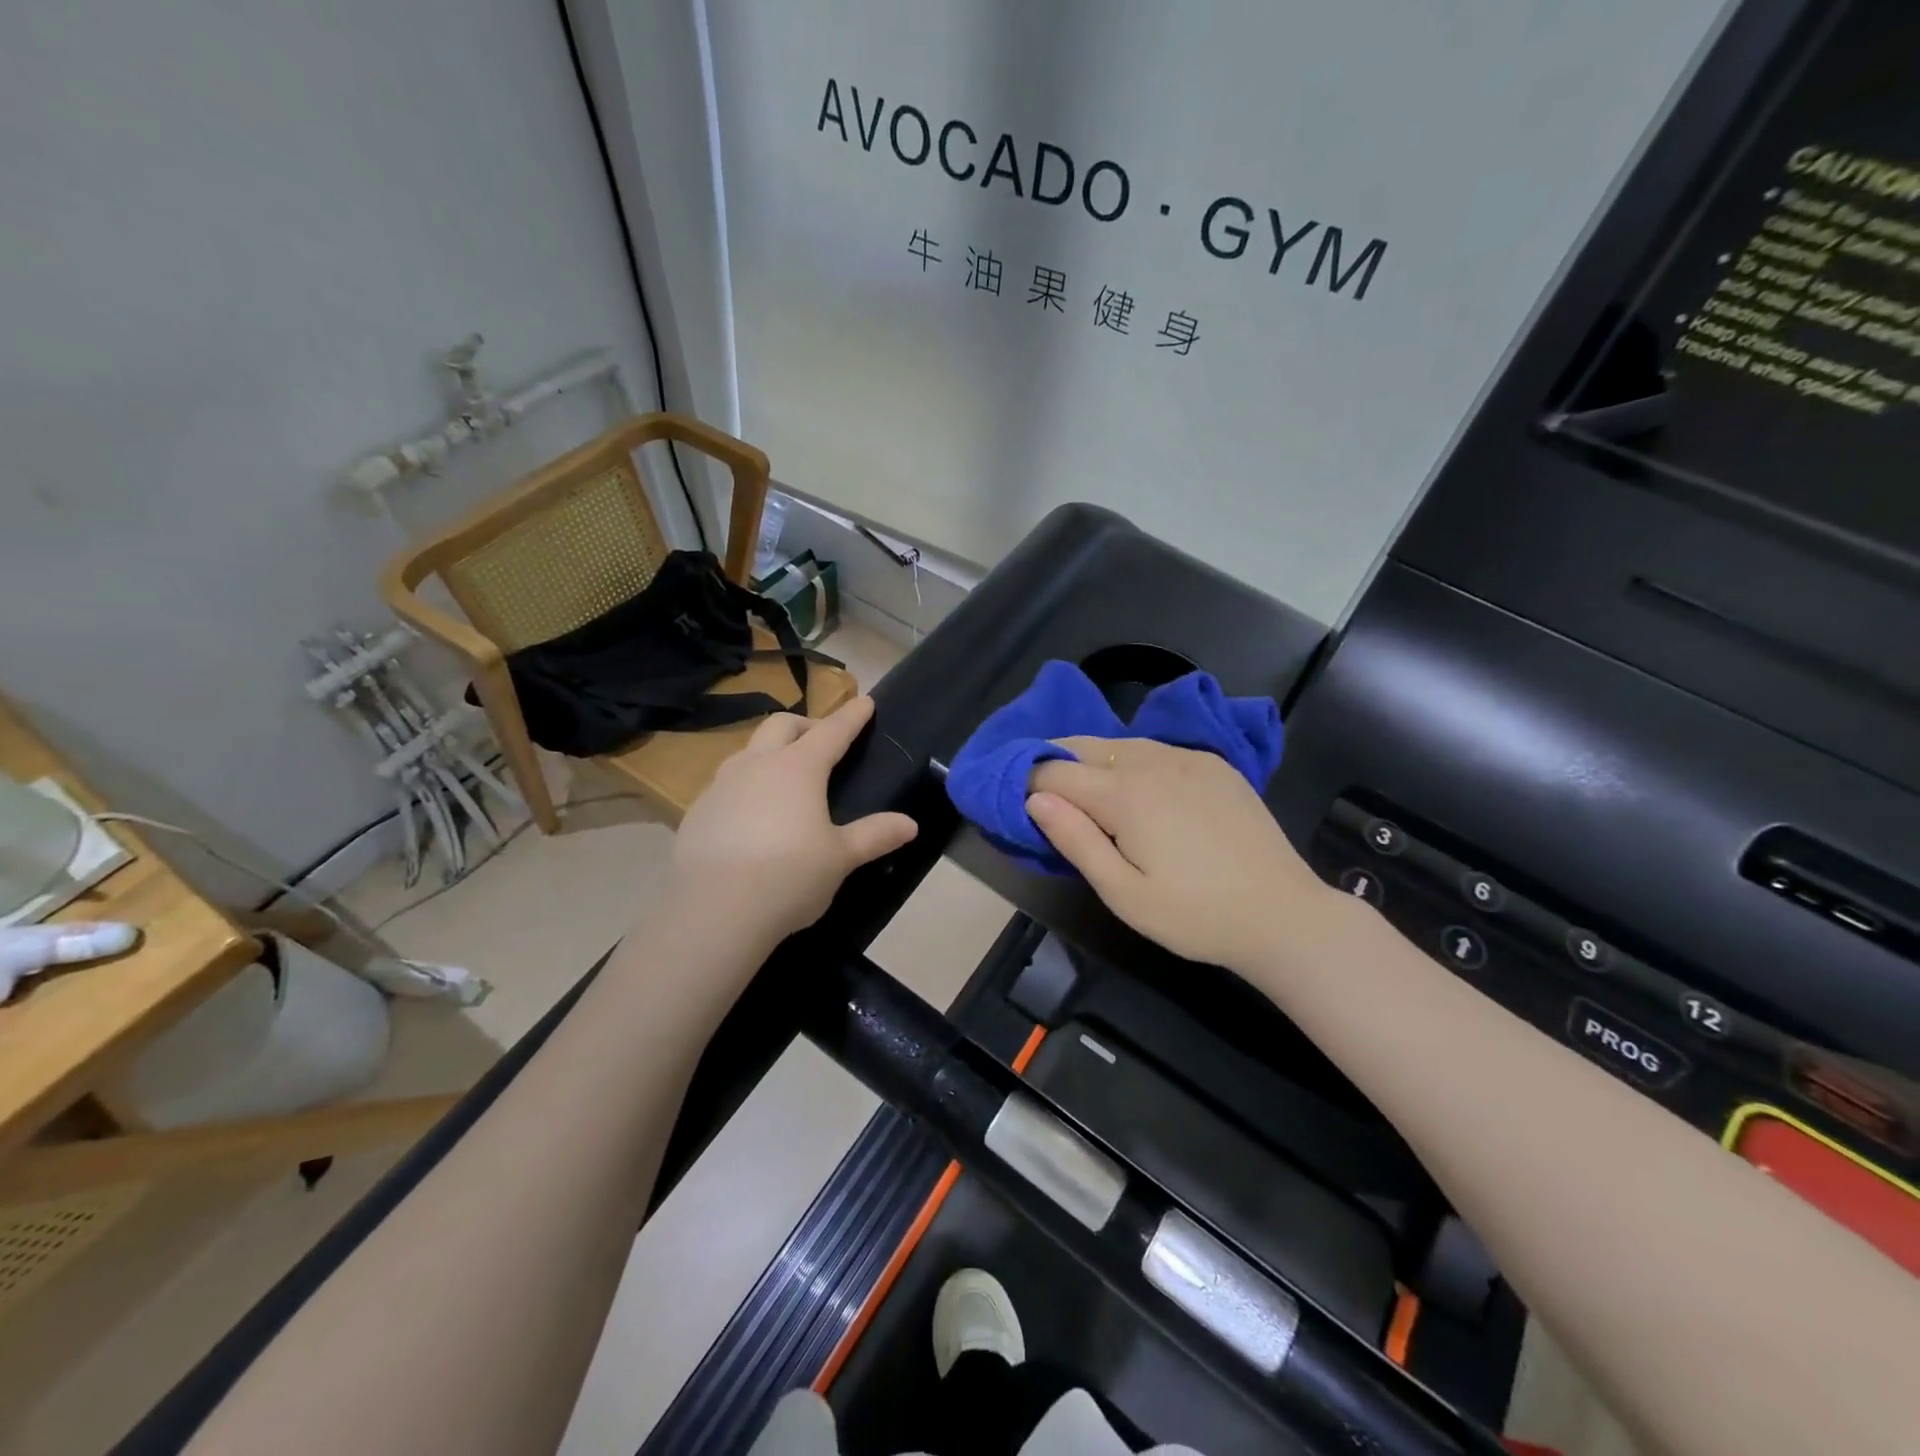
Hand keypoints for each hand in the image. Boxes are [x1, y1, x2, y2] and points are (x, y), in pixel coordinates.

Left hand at [668, 696, 918, 953]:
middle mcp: (757, 764)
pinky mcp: (698, 811)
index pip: (832, 731)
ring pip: (749, 751)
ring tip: (784, 778)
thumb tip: (910, 824)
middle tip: (822, 741)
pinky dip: (745, 785)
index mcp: (798, 768)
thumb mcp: (841, 858)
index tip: (864, 702)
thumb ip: (875, 835)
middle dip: (806, 724)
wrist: (714, 911)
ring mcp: (721, 785)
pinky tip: (750, 815)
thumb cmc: (789, 877)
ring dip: (770, 752)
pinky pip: (726, 783)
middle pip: (782, 725)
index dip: (851, 716)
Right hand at [1027, 737, 1330, 973]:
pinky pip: (1157, 750)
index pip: (1054, 771)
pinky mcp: (1215, 765)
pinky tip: (1140, 790)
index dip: (1027, 783)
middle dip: (1056, 763)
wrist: (1283, 915)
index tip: (1017, 804)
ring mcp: (1189, 758)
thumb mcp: (1123, 893)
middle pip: (1084, 746)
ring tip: (1086, 793)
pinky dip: (1132, 761)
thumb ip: (1075, 840)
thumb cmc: (1194, 915)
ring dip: (1093, 761)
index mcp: (1124, 793)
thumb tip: (1034, 799)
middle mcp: (1152, 761)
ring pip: (1121, 744)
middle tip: (1045, 796)